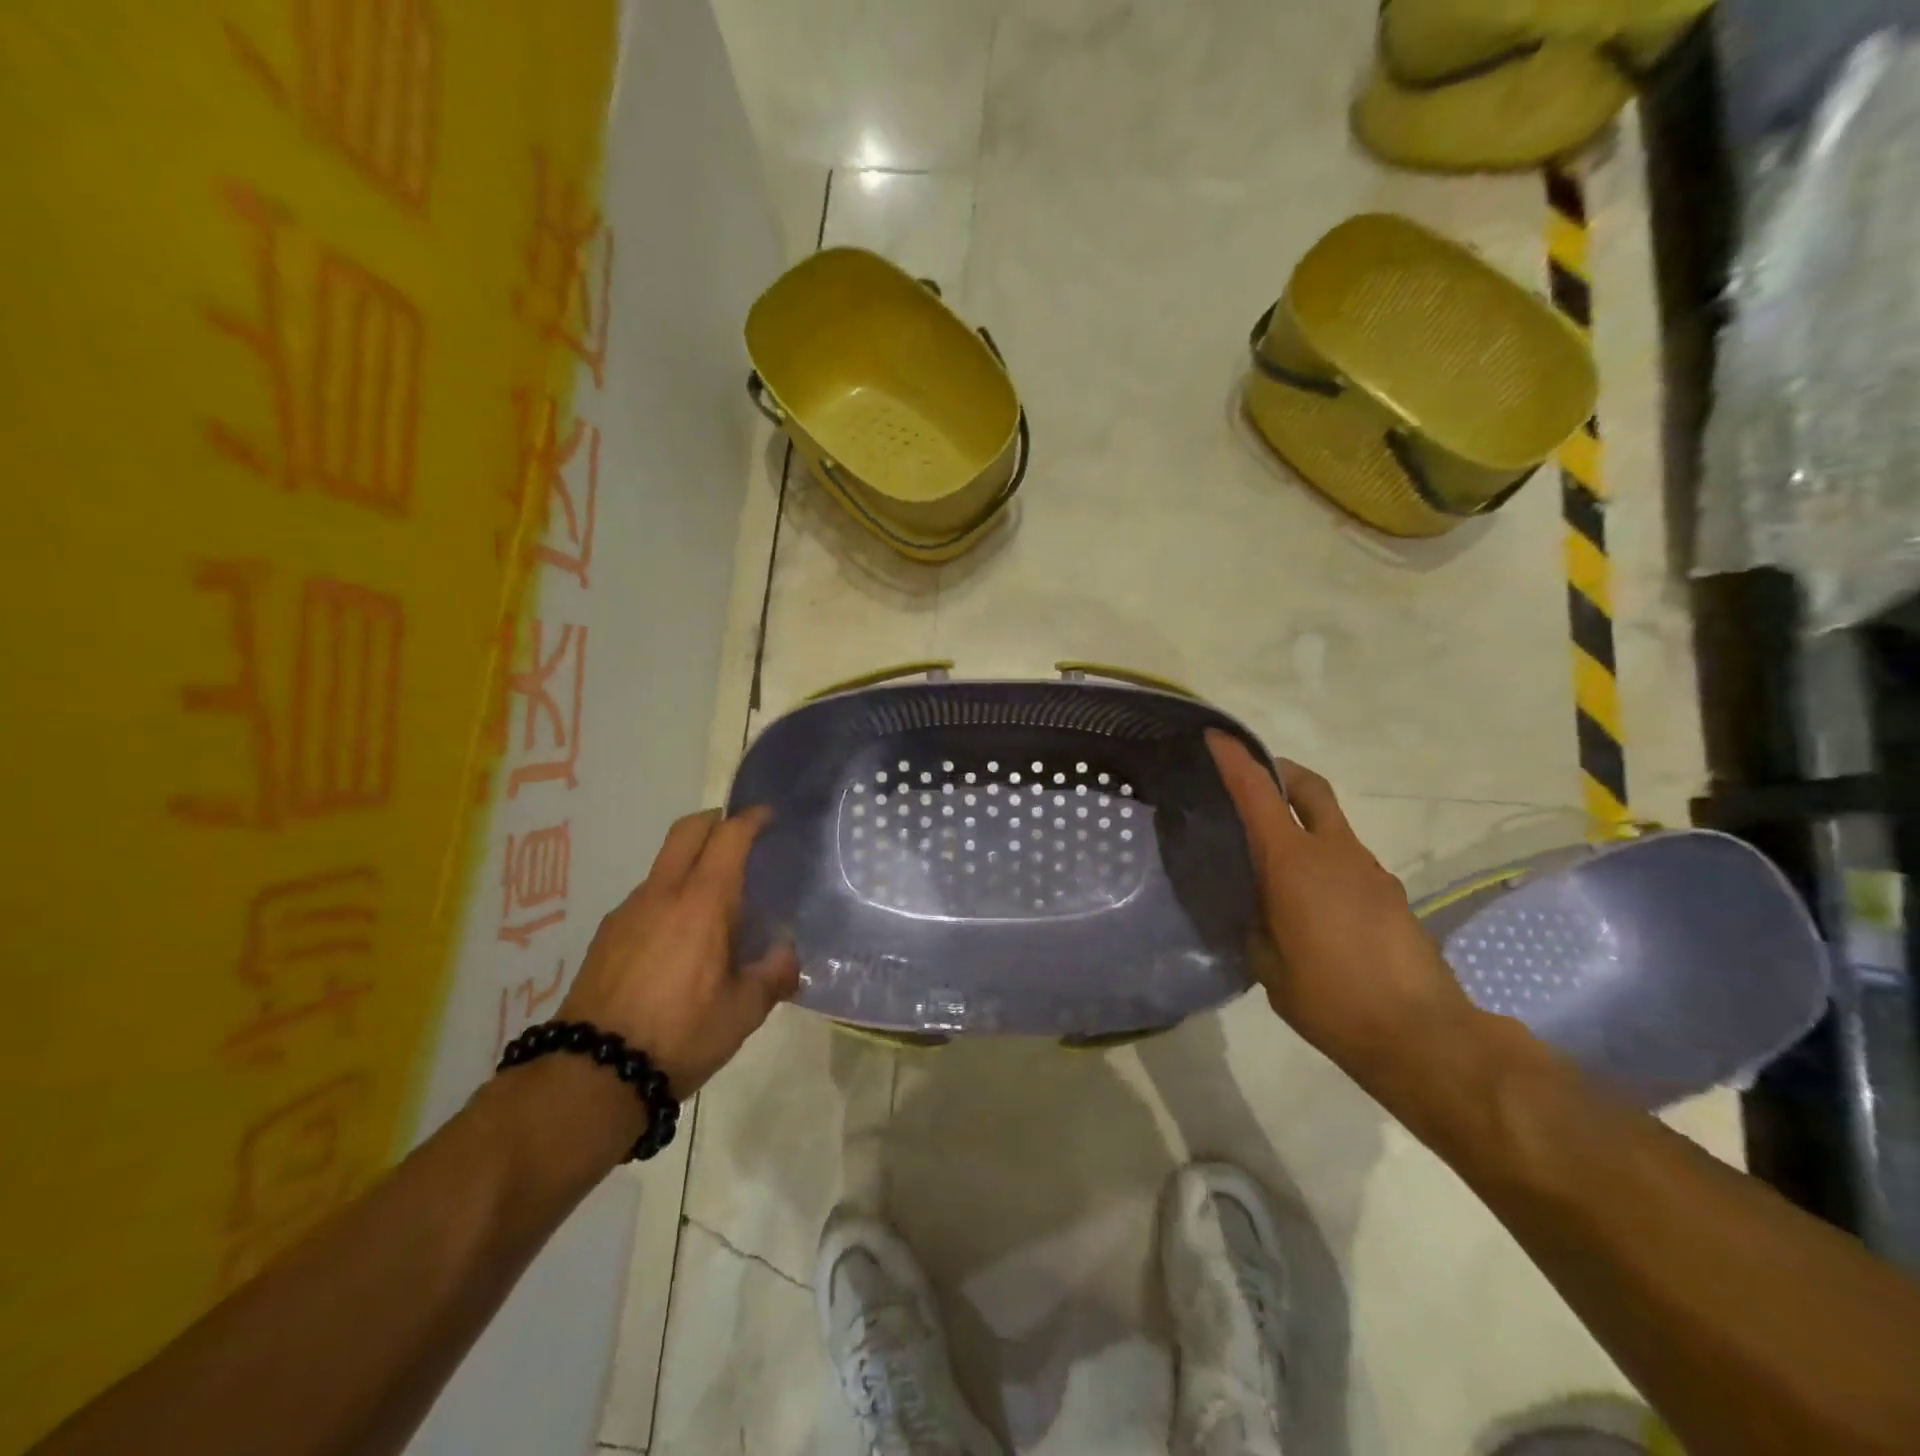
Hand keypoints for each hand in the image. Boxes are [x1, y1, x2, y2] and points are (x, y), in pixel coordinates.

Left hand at [556, 808, 798, 1096]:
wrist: (592, 1072)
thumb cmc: (680, 1035)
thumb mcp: (743, 1012)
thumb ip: (773, 975)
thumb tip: (787, 954)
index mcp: (703, 902)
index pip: (729, 837)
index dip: (751, 819)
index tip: (768, 816)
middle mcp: (663, 893)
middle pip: (687, 831)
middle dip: (714, 821)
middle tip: (738, 837)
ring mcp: (628, 911)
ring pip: (664, 865)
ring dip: (690, 864)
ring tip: (712, 905)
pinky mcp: (606, 935)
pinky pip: (645, 898)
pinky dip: (668, 897)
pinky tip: (677, 940)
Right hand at [1206, 732, 1476, 1072]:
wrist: (1423, 1036)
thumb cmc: (1331, 998)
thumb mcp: (1267, 964)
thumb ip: (1252, 922)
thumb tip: (1251, 905)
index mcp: (1294, 862)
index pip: (1258, 793)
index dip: (1235, 759)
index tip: (1215, 736)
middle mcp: (1334, 853)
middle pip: (1309, 787)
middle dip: (1280, 771)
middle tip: (1252, 780)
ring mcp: (1369, 870)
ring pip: (1330, 825)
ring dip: (1301, 823)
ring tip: (1272, 862)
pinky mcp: (1390, 894)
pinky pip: (1346, 859)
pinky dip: (1322, 860)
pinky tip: (1309, 902)